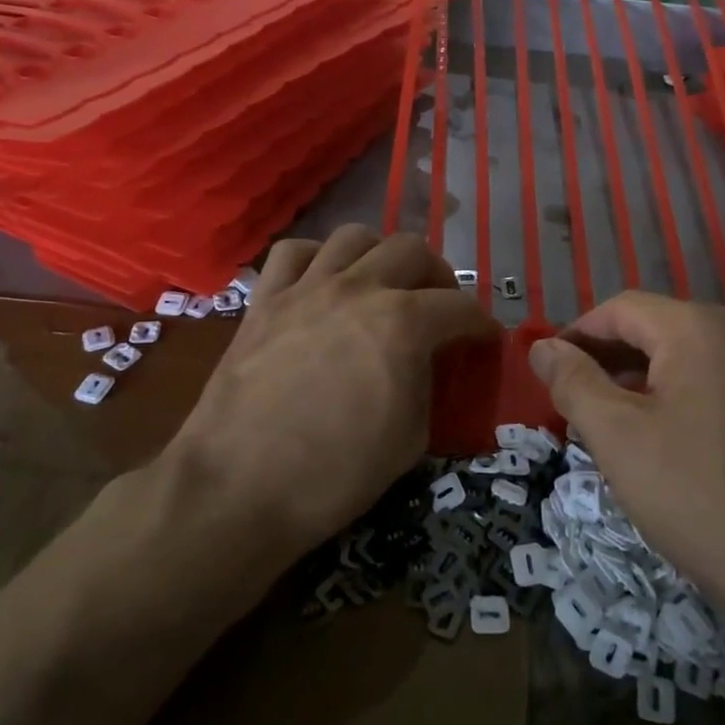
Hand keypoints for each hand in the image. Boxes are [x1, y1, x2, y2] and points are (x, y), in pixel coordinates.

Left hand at [170, 226, 496, 549]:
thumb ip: (427, 384)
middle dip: (437, 277)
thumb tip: (426, 363)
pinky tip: (322, 281)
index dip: (481, 323)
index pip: (459, 307)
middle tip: (438, 307)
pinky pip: (293, 251)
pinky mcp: (264, 299)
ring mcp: (306, 288)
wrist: (238, 488)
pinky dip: (316, 257)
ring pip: (354, 236)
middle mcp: (358, 289)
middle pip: (412, 249)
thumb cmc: (334, 475)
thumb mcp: (410, 439)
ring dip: (380, 254)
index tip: (485, 339)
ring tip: (383, 283)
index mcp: (403, 324)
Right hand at [529, 293, 724, 631]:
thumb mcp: (617, 437)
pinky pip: (720, 388)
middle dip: (608, 360)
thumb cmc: (699, 494)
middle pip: (657, 330)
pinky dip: (681, 402)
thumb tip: (542, 346)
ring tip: (617, 429)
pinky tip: (672, 448)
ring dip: (643, 383)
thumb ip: (572, 382)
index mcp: (697, 328)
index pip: (620, 309)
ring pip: (688, 361)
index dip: (576, 334)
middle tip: (575, 405)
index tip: (548, 372)